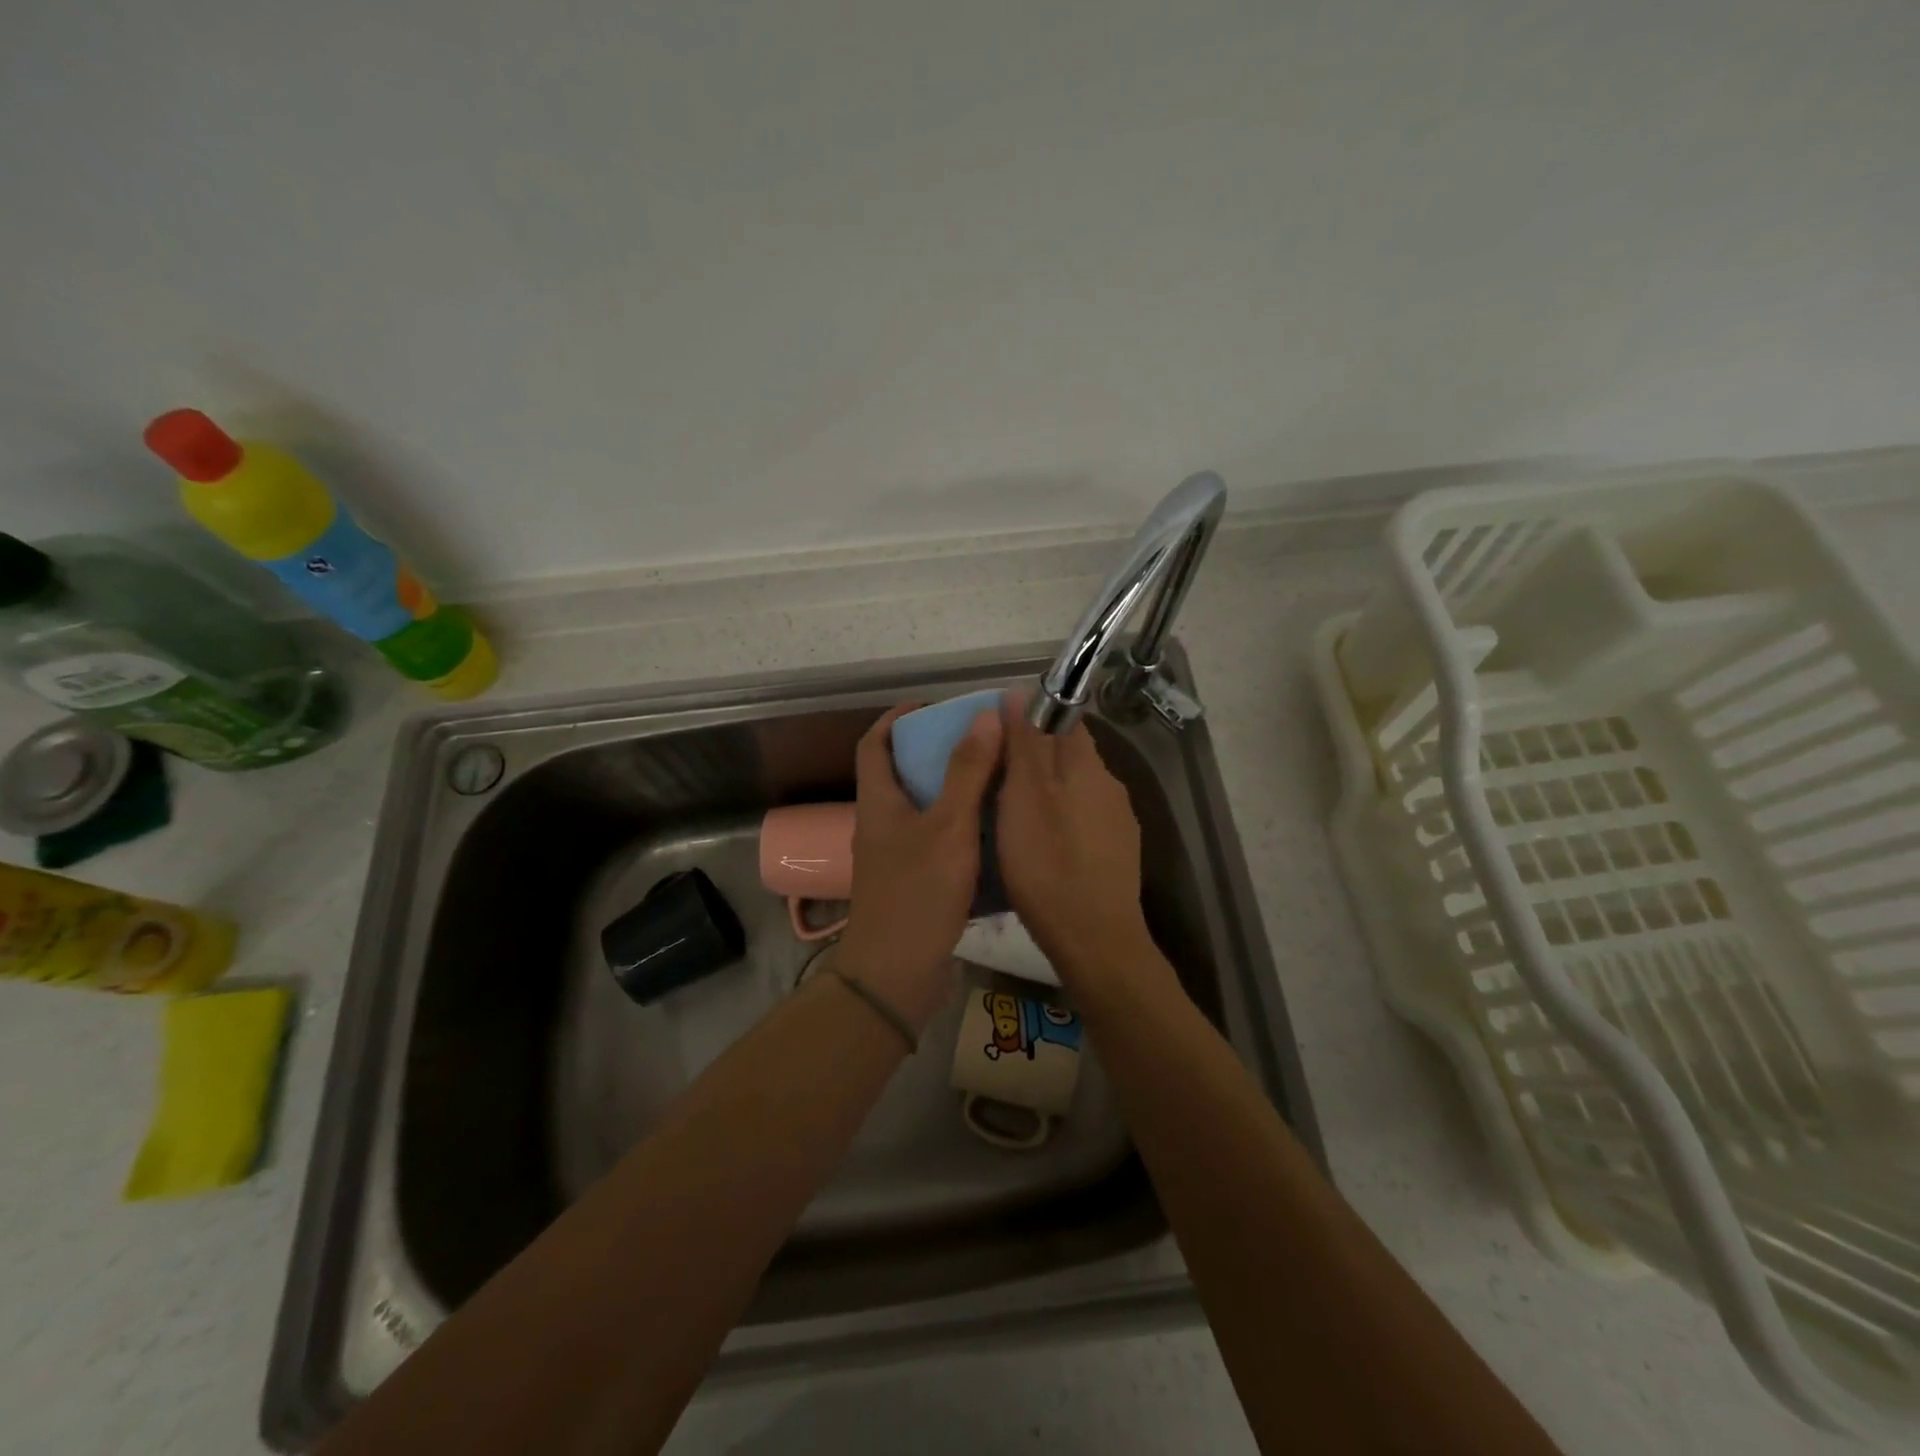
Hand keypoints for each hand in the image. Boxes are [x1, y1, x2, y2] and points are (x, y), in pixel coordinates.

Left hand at [835, 703, 1003, 1032]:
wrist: (897, 976)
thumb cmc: (918, 894)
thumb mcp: (949, 827)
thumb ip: (967, 772)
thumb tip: (984, 716)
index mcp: (878, 803)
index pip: (875, 744)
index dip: (897, 718)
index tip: (932, 705)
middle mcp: (881, 824)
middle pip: (901, 773)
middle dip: (935, 751)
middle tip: (979, 741)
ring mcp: (895, 856)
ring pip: (922, 808)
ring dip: (952, 789)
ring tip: (994, 777)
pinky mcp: (913, 882)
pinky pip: (935, 839)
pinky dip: (959, 826)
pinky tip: (992, 829)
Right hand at [996, 697, 1158, 987]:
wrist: (1094, 939)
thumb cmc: (1048, 863)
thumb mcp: (1023, 797)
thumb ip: (1024, 744)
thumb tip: (1019, 691)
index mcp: (1088, 765)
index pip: (1063, 718)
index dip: (1029, 718)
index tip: (996, 736)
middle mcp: (1110, 785)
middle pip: (1068, 755)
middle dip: (1034, 759)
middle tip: (993, 779)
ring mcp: (1118, 822)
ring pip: (1075, 791)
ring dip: (1046, 793)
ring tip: (1009, 815)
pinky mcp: (1116, 854)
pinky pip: (1082, 821)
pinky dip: (1060, 822)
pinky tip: (1040, 847)